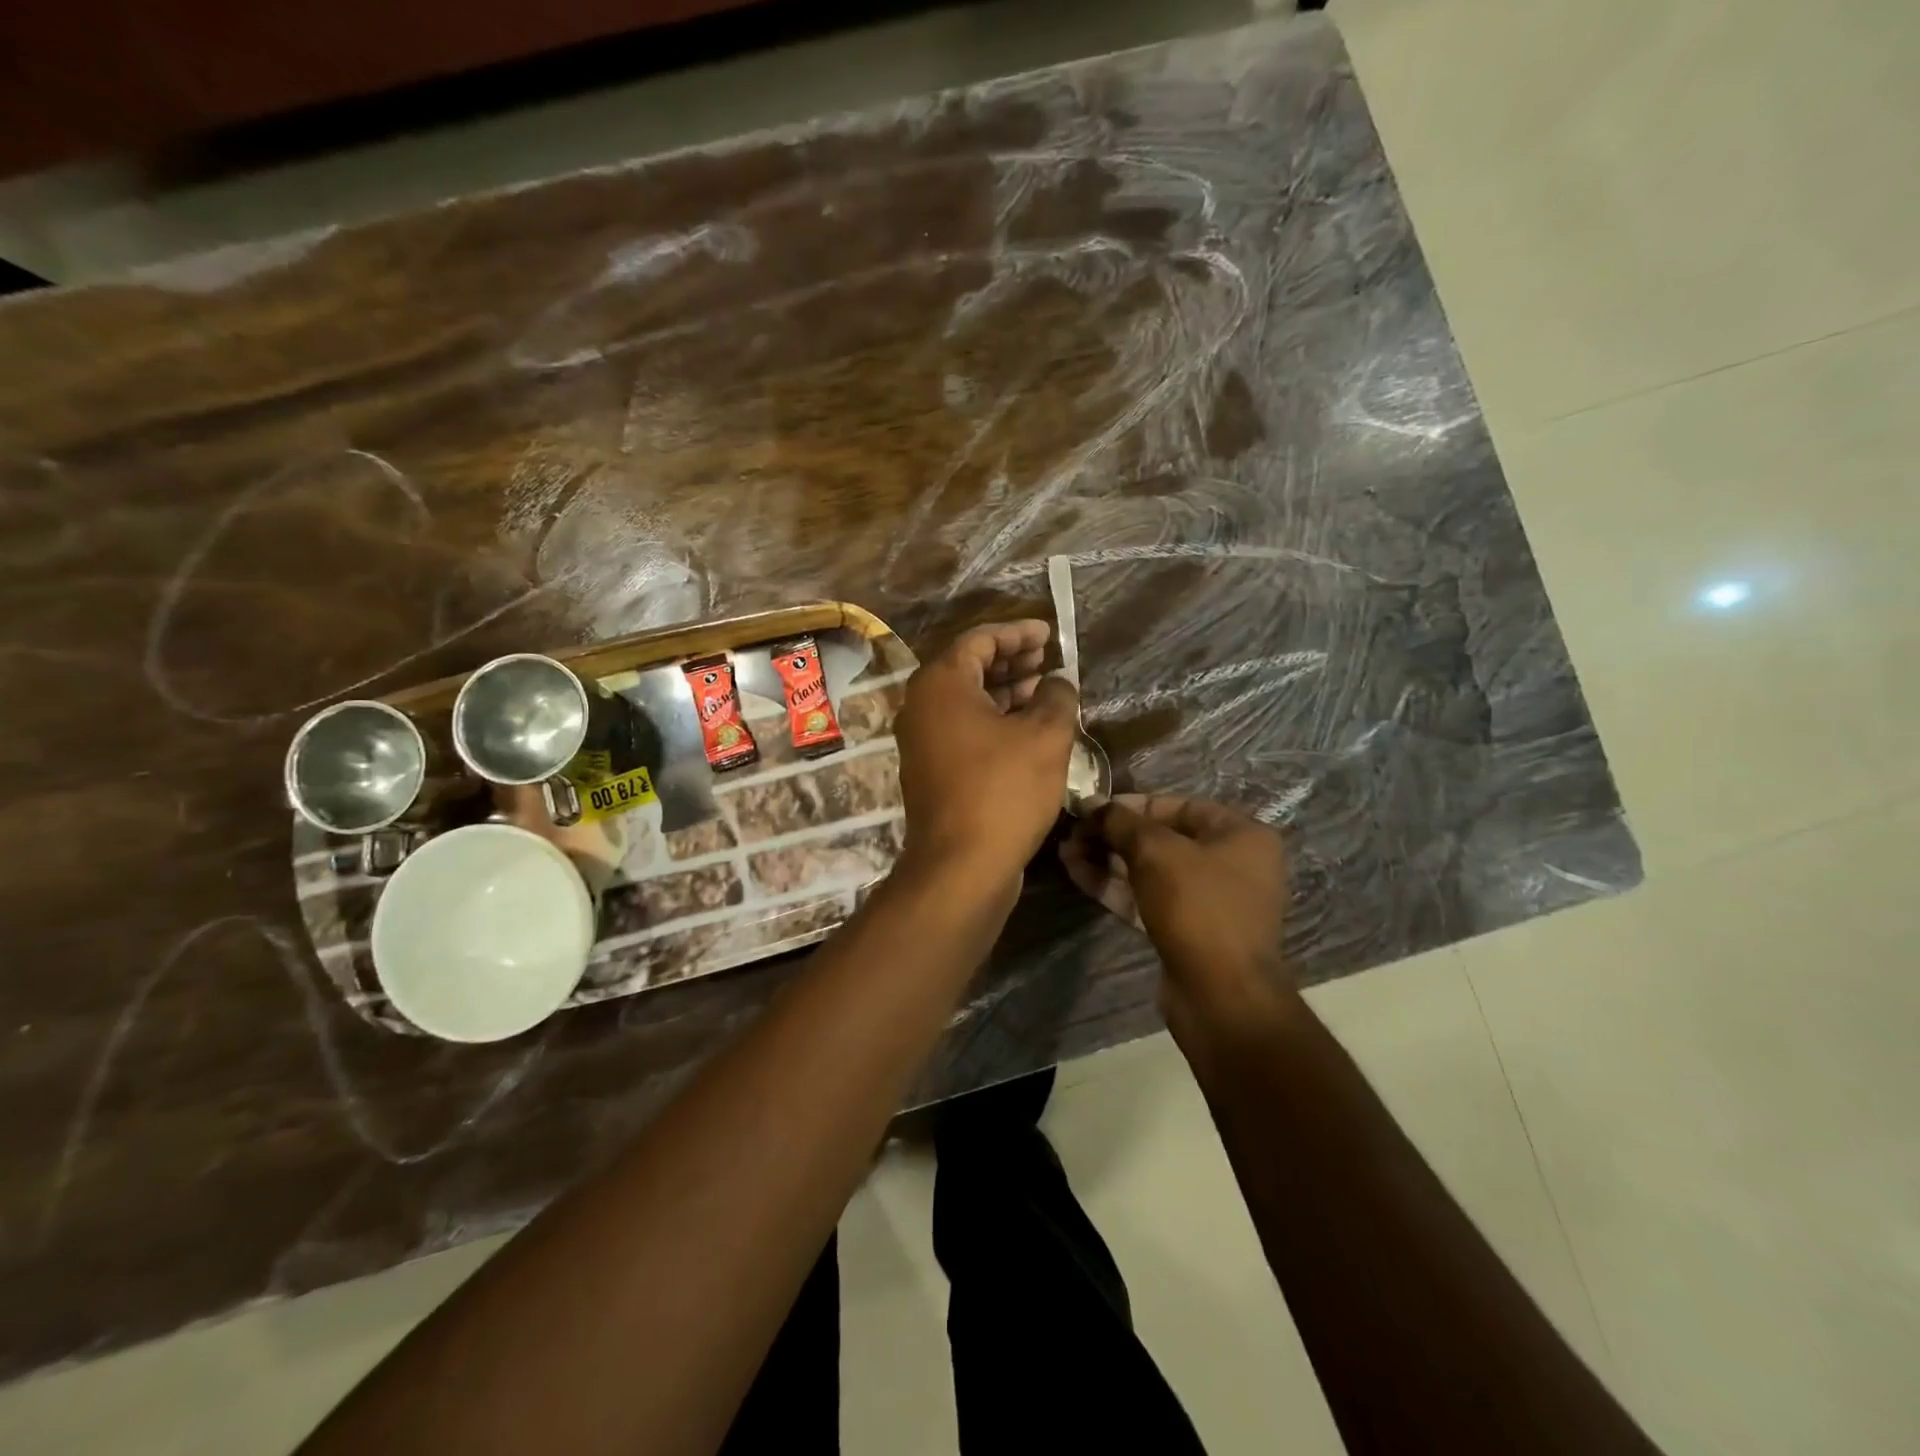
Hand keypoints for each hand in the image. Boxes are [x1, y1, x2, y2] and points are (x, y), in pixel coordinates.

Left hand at [893, 620, 1079, 898]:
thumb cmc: (1004, 790)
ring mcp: (923, 741)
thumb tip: (1058, 682)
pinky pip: (964, 730)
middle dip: (1012, 661)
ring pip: (968, 702)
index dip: (1018, 633)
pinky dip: (995, 721)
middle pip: (969, 668)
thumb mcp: (1045, 736)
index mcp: (940, 684)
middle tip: (1048, 660)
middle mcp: (922, 706)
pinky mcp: (931, 770)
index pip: (980, 640)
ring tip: (1046, 692)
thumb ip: (1057, 697)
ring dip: (1006, 693)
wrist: (962, 865)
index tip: (1049, 634)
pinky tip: (1028, 730)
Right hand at [1061, 793, 1292, 1034]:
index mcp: (1240, 835)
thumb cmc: (1197, 907)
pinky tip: (1077, 873)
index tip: (1093, 808)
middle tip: (1072, 833)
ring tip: (1065, 852)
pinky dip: (1115, 886)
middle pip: (1161, 838)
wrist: (1220, 995)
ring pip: (1150, 870)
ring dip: (1107, 860)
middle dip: (1113, 835)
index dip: (1132, 804)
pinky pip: (1147, 898)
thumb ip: (1122, 822)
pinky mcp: (1186, 930)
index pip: (1179, 805)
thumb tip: (1093, 804)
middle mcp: (1230, 863)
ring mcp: (1208, 900)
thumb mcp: (1155, 852)